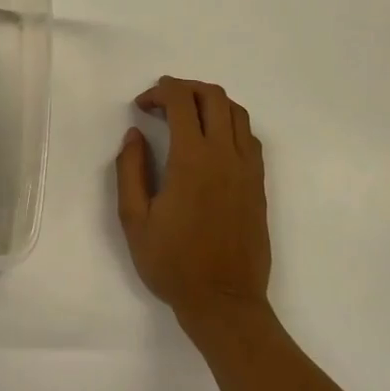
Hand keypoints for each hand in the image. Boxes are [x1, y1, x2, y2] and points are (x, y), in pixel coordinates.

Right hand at [115, 78, 271, 328]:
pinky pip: (249, 136)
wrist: (224, 302)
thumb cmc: (172, 263)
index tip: (141, 106)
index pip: (181, 101)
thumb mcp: (134, 219)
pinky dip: (229, 123)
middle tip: (161, 103)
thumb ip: (130, 170)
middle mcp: (225, 155)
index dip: (159, 92)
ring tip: (186, 116)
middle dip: (184, 88)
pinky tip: (211, 141)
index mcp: (192, 160)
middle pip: (213, 96)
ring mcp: (247, 168)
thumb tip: (135, 135)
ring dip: (209, 102)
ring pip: (236, 112)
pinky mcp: (259, 184)